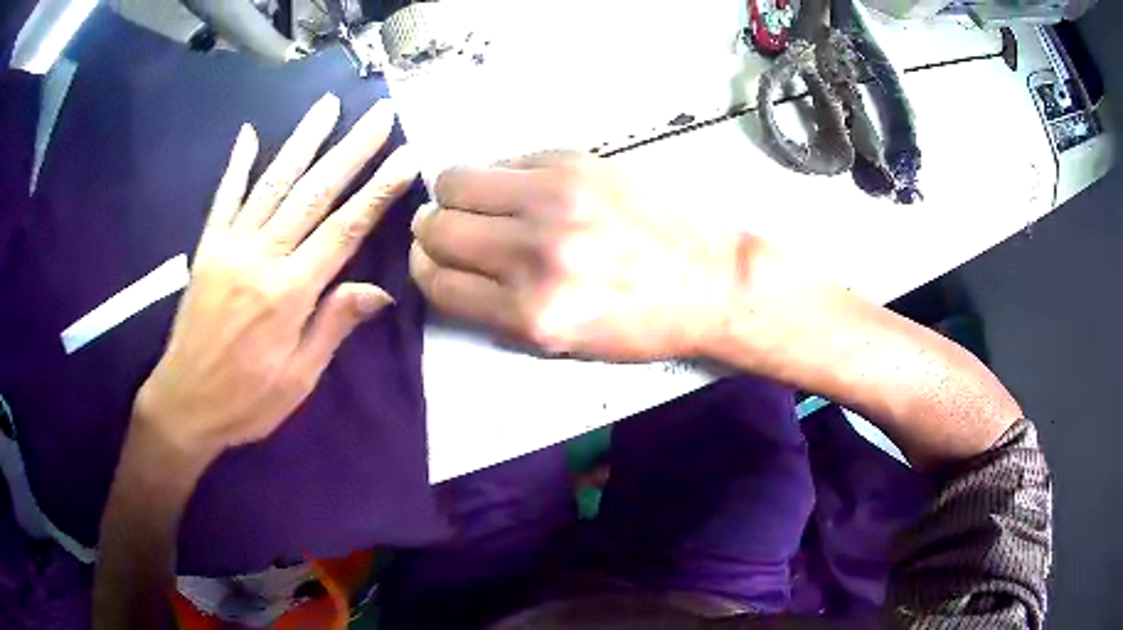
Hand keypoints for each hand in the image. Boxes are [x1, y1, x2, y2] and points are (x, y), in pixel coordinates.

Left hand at [135, 94, 415, 462]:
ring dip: (303, 140)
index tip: (407, 156)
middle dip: (352, 149)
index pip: (344, 229)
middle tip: (380, 114)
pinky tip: (250, 133)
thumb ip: (333, 325)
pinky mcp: (207, 248)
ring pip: (273, 183)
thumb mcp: (299, 378)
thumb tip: (378, 292)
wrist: (185, 403)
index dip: (379, 190)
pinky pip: (224, 198)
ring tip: (329, 105)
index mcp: (290, 293)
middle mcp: (262, 258)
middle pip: (313, 193)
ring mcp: (230, 247)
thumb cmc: (247, 401)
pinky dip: (237, 164)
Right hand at [410, 153, 743, 360]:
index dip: (427, 269)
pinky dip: (498, 176)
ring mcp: (553, 200)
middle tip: (449, 230)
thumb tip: (452, 268)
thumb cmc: (640, 323)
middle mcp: (532, 255)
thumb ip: (499, 311)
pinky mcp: (574, 163)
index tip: (435, 261)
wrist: (710, 282)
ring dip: (452, 195)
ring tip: (476, 203)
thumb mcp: (563, 344)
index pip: (438, 282)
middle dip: (431, 231)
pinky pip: (503, 160)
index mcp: (529, 313)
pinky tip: (520, 188)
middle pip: (436, 227)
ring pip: (455, 181)